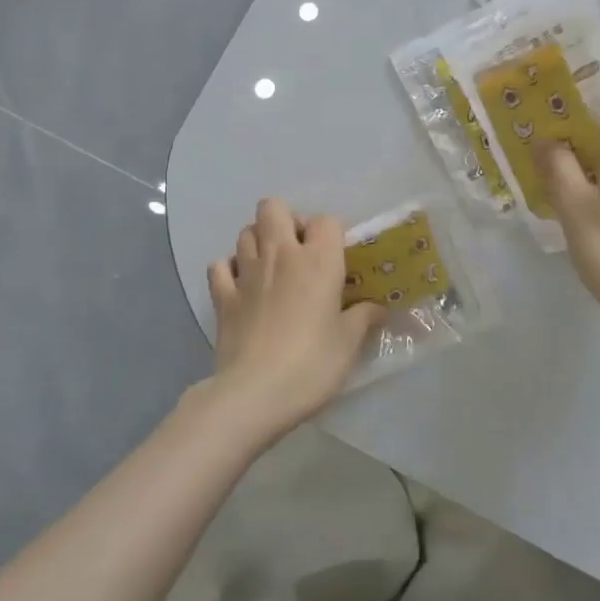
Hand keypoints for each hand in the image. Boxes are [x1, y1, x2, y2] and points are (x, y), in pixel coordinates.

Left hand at [192, 198, 384, 447]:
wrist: (255, 393)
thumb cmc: (312, 364)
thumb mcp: (349, 342)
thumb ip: (364, 317)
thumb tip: (379, 308)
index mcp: (318, 260)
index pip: (327, 220)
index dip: (333, 234)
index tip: (338, 259)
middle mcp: (280, 254)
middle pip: (274, 207)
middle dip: (287, 221)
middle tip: (300, 251)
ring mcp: (246, 272)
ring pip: (246, 231)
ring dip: (260, 242)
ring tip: (273, 269)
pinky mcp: (222, 296)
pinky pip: (220, 265)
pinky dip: (229, 269)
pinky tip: (242, 286)